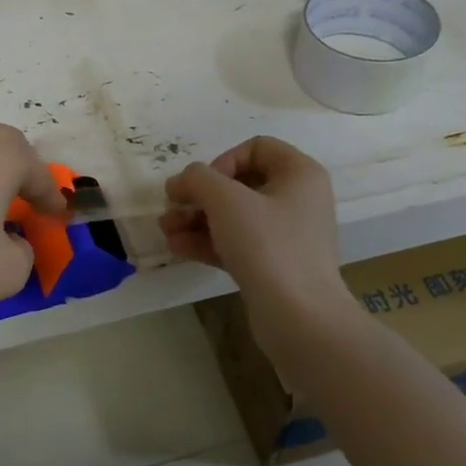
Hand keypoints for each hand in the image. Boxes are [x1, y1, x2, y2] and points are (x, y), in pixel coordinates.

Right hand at [162, 137, 359, 360]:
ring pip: (234, 217)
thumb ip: (198, 179)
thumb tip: (182, 181)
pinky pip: (236, 244)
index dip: (222, 161)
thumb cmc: (268, 246)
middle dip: (200, 196)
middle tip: (171, 207)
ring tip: (165, 230)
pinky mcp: (272, 266)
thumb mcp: (226, 201)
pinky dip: (207, 242)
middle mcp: (297, 200)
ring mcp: (285, 236)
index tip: (203, 186)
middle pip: (240, 184)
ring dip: (197, 219)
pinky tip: (177, 248)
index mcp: (299, 174)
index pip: (256, 148)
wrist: (299, 317)